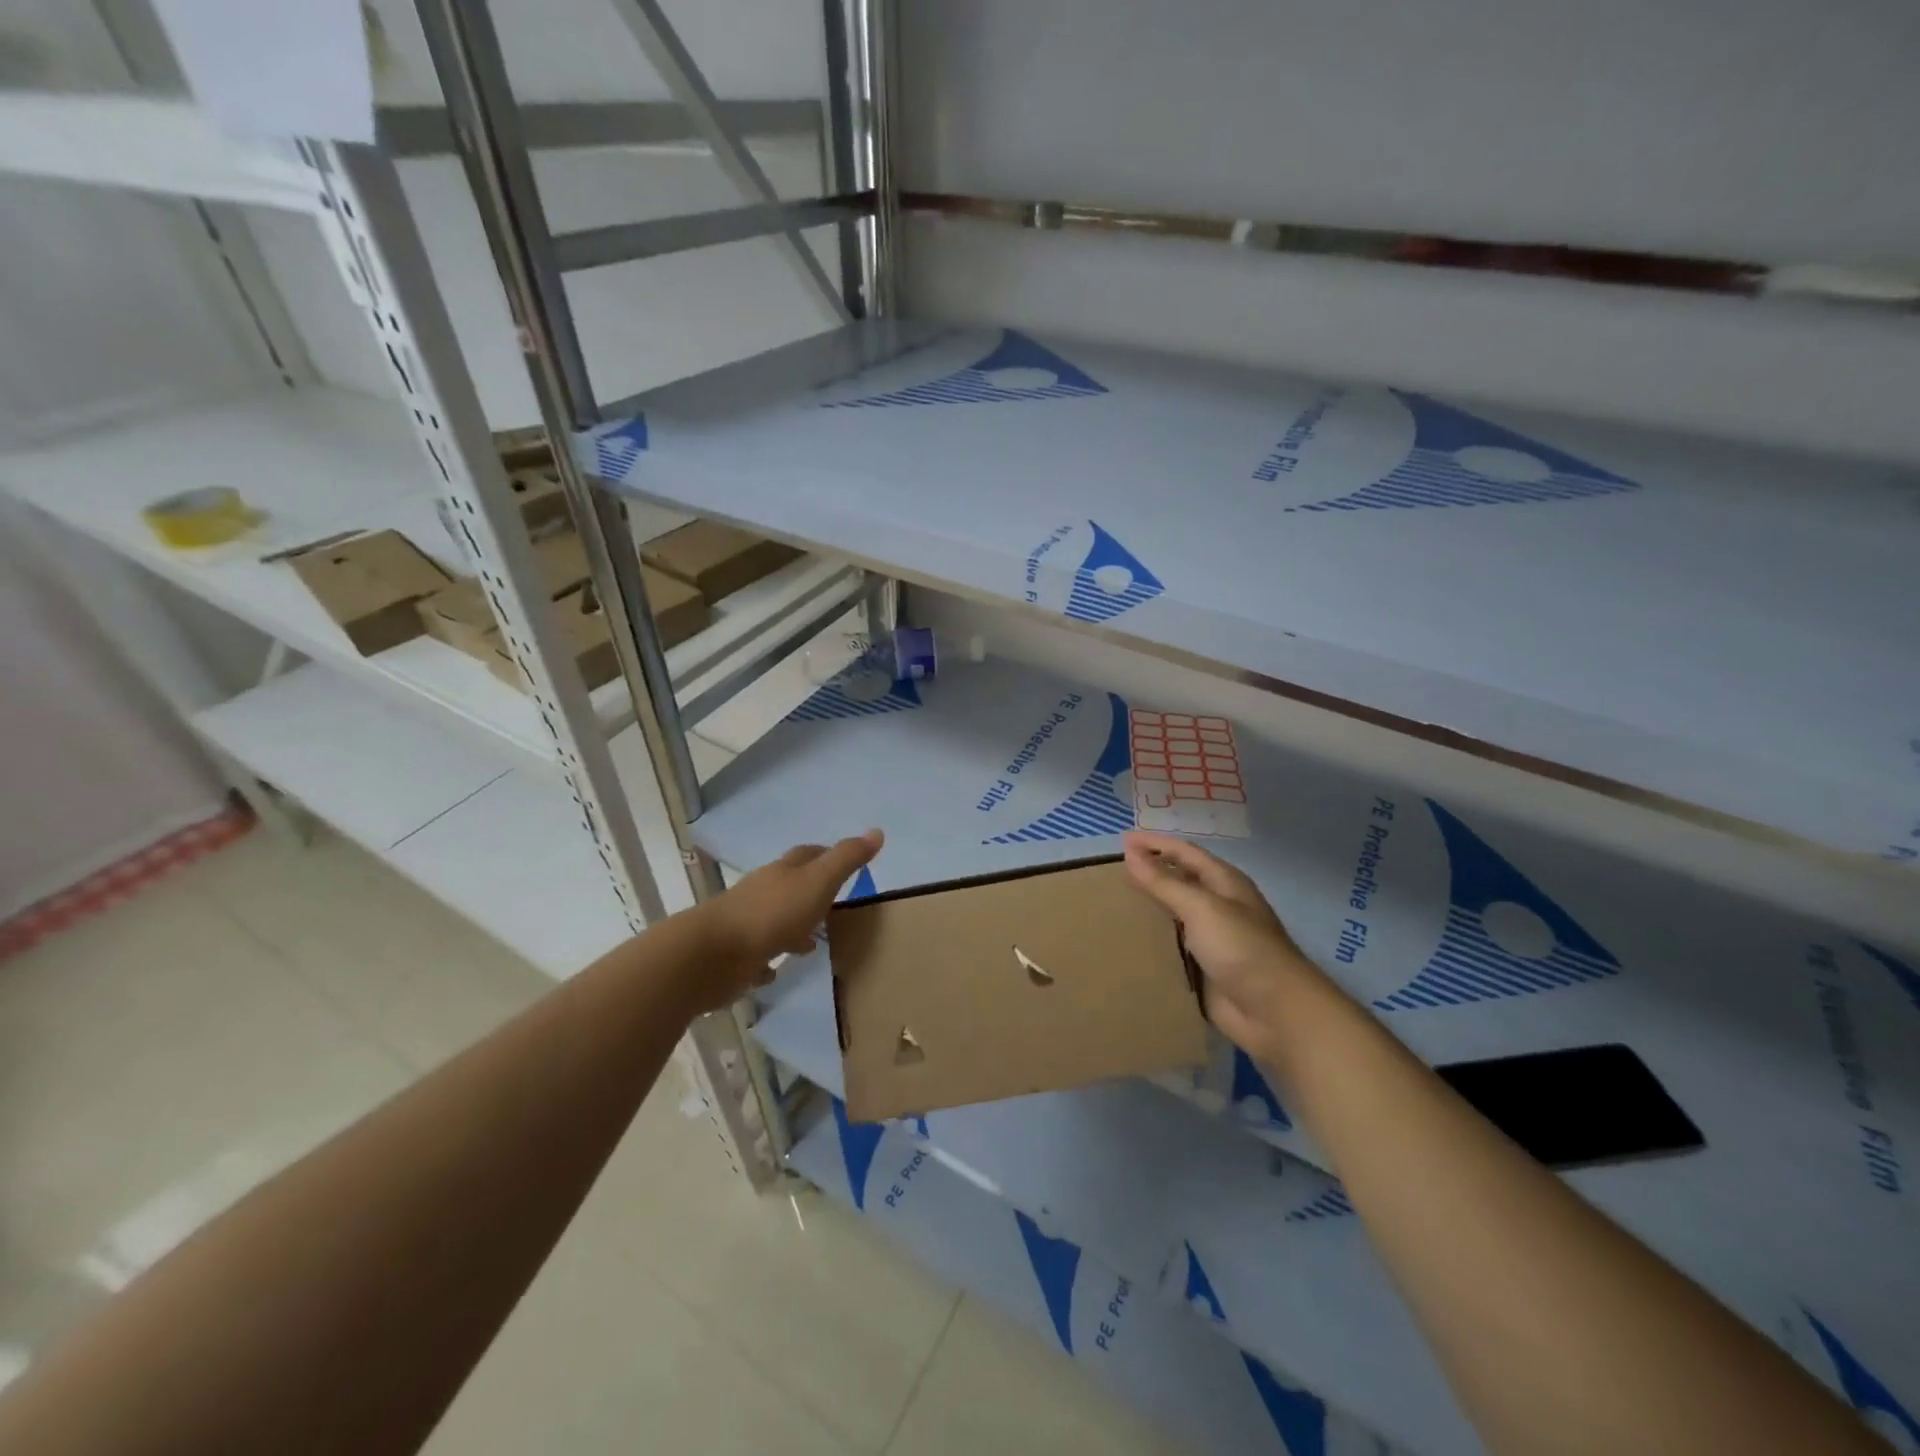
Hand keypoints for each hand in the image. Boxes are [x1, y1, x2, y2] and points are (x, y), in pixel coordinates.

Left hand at [684, 831, 883, 1012]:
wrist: (712, 956)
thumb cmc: (771, 914)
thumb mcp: (818, 882)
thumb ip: (846, 860)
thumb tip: (877, 832)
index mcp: (783, 872)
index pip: (808, 854)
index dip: (828, 855)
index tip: (849, 865)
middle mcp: (762, 892)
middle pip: (790, 886)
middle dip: (812, 893)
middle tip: (837, 908)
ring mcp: (746, 924)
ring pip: (775, 920)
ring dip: (793, 928)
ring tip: (814, 944)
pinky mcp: (735, 956)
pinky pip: (757, 955)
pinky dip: (769, 959)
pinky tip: (778, 971)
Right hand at [1123, 830, 1320, 1064]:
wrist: (1275, 1013)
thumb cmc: (1242, 949)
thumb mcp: (1202, 908)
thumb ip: (1164, 882)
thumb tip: (1130, 853)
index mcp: (1224, 883)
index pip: (1184, 853)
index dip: (1155, 844)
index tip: (1122, 840)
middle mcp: (1217, 906)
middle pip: (1178, 882)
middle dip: (1149, 874)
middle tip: (1111, 872)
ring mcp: (1210, 939)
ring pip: (1172, 916)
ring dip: (1147, 909)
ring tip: (1110, 904)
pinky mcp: (1201, 969)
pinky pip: (1170, 949)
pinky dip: (1149, 942)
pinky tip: (1124, 942)